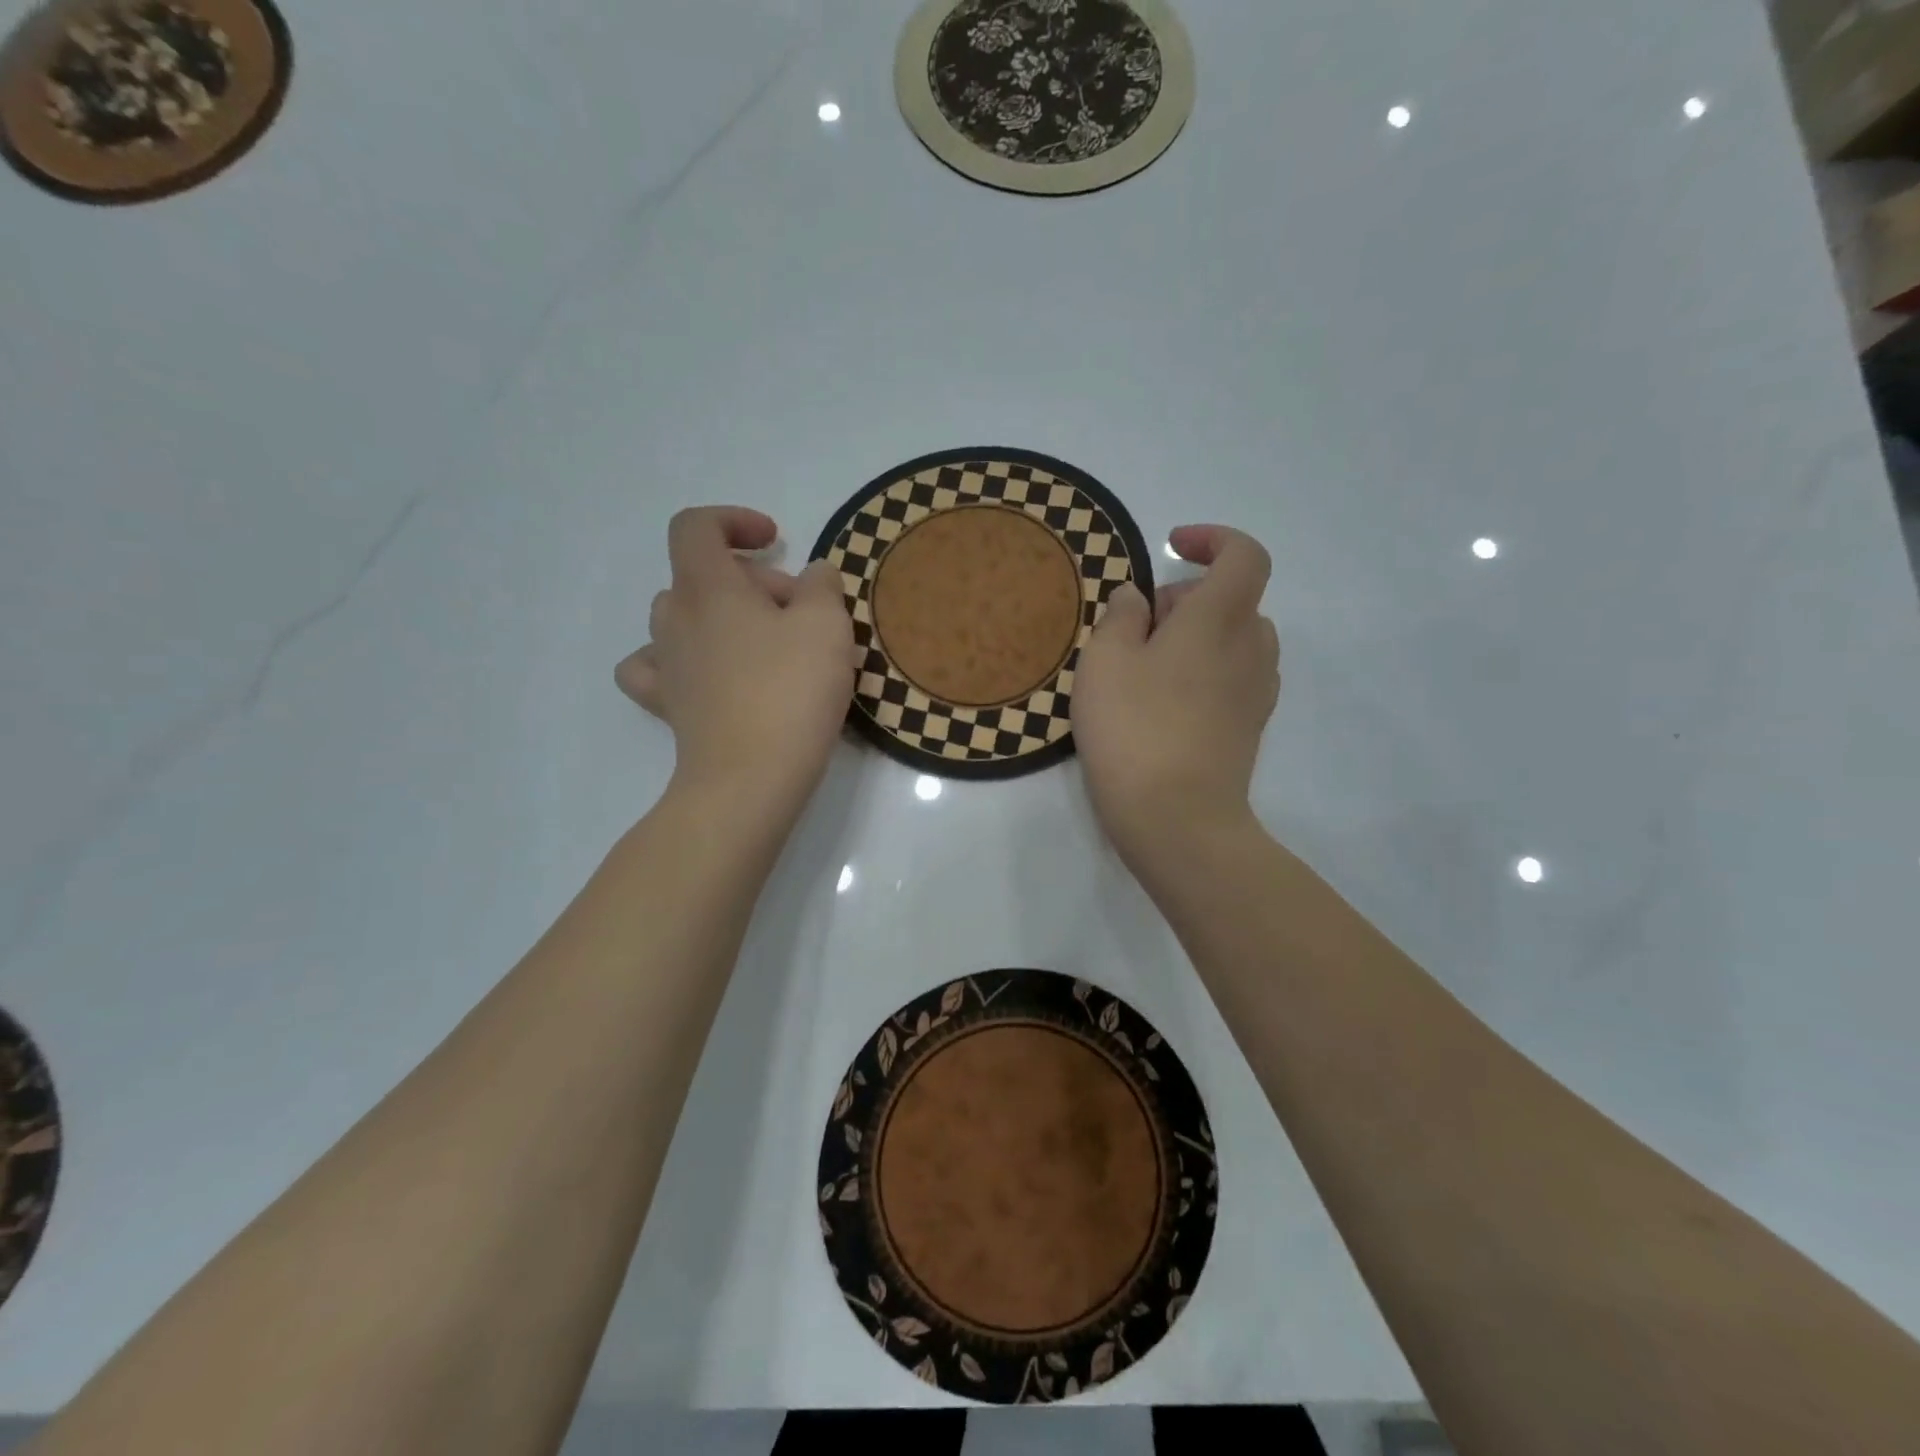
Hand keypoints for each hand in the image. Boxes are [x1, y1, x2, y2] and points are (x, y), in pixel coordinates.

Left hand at [616, 507, 855, 817]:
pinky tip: (707, 673)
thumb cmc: (790, 692)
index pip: (697, 526)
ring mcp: (666, 664)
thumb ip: (823, 586)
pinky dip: (678, 659)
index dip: (734, 520)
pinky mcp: (668, 706)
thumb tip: (814, 575)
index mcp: (708, 587)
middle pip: (702, 575)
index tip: (776, 542)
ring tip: (765, 646)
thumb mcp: (828, 626)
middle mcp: (675, 618)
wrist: (750, 779)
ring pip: (682, 617)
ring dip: (724, 618)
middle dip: (754, 582)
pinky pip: (656, 666)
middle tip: (801, 615)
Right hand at [1071, 524, 1278, 868]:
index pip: (1244, 555)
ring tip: (1145, 667)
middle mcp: (1252, 647)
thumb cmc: (1134, 728)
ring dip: (1194, 636)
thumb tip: (1138, 598)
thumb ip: (1121, 615)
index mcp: (1221, 618)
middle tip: (1134, 627)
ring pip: (1232, 640)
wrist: (1177, 818)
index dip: (1213, 540)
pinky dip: (1203, 670)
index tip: (1172, 547)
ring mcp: (1257, 691)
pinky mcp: (1250, 726)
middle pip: (1232, 599)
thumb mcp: (1105, 661)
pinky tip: (1163, 702)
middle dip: (1185, 598)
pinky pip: (1232, 676)